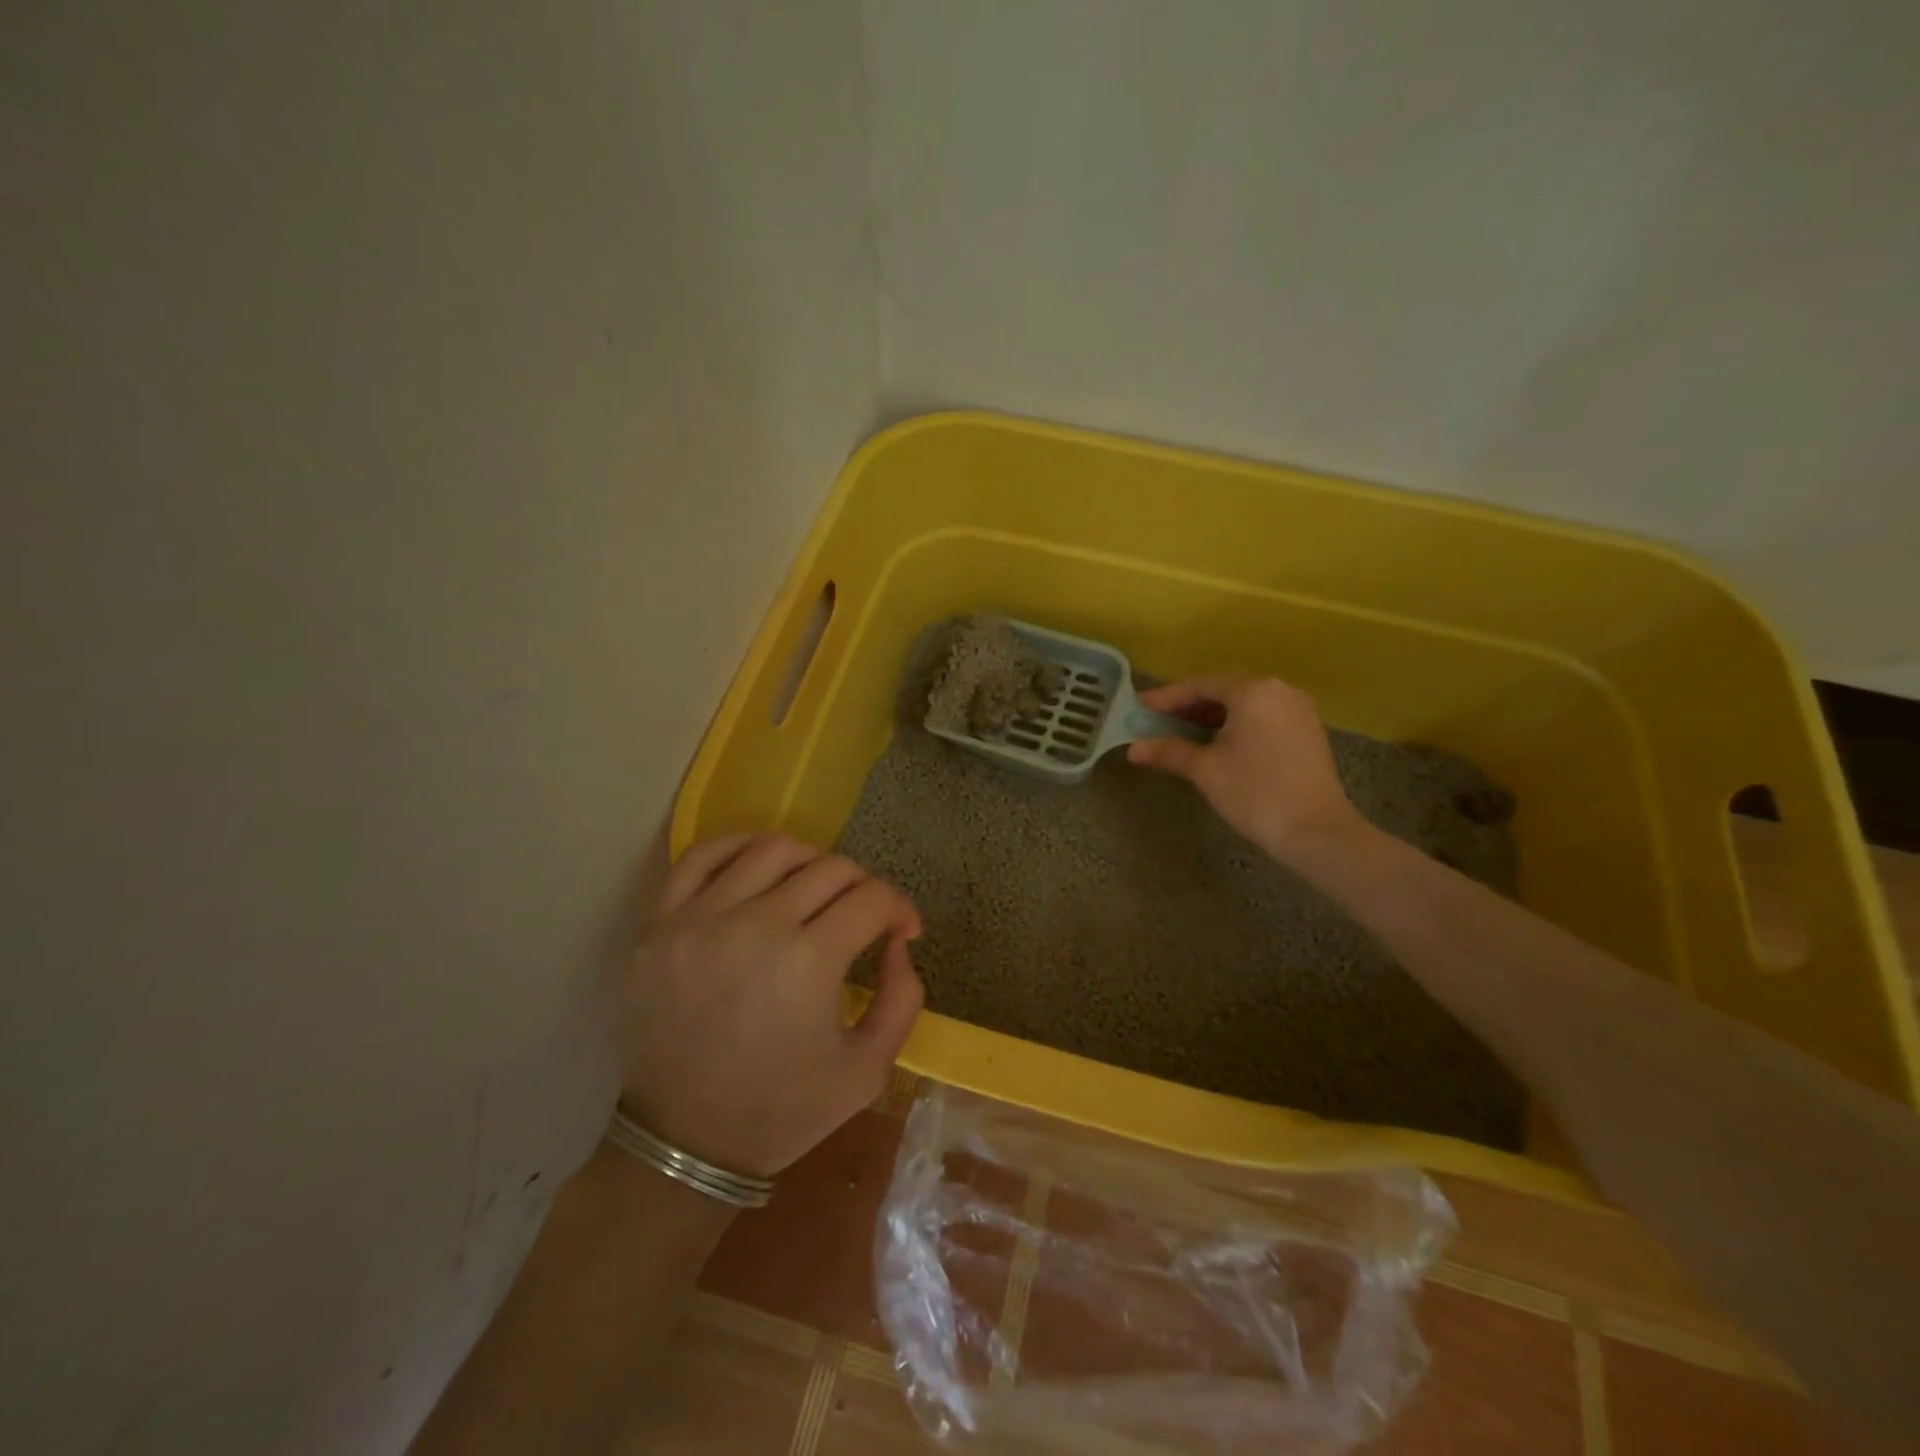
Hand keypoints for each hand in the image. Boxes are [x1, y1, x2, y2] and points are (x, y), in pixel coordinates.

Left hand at [618, 833, 923, 1178]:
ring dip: (809, 862)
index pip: (872, 899)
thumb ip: (901, 998)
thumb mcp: (867, 1071)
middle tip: (862, 917)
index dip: (899, 908)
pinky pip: (702, 856)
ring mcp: (700, 919)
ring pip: (772, 849)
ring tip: (813, 891)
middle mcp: (755, 926)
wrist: (683, 1145)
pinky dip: (739, 847)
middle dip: (862, 887)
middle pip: (830, 868)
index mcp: (808, 963)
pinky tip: (759, 865)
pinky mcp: (660, 924)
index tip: (902, 931)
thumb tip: (897, 941)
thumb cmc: (781, 1112)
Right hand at [1127, 674, 1366, 865]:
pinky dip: (1236, 725)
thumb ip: (1169, 751)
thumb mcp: (1205, 770)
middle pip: (1224, 690)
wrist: (1316, 831)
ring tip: (1182, 732)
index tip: (1140, 706)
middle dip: (1189, 706)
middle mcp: (1279, 690)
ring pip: (1245, 704)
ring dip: (1212, 716)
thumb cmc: (1255, 792)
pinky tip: (1217, 743)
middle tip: (1158, 720)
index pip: (1200, 685)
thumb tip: (1134, 750)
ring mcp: (1298, 710)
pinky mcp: (1308, 731)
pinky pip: (1262, 717)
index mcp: (1253, 691)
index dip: (1167, 697)